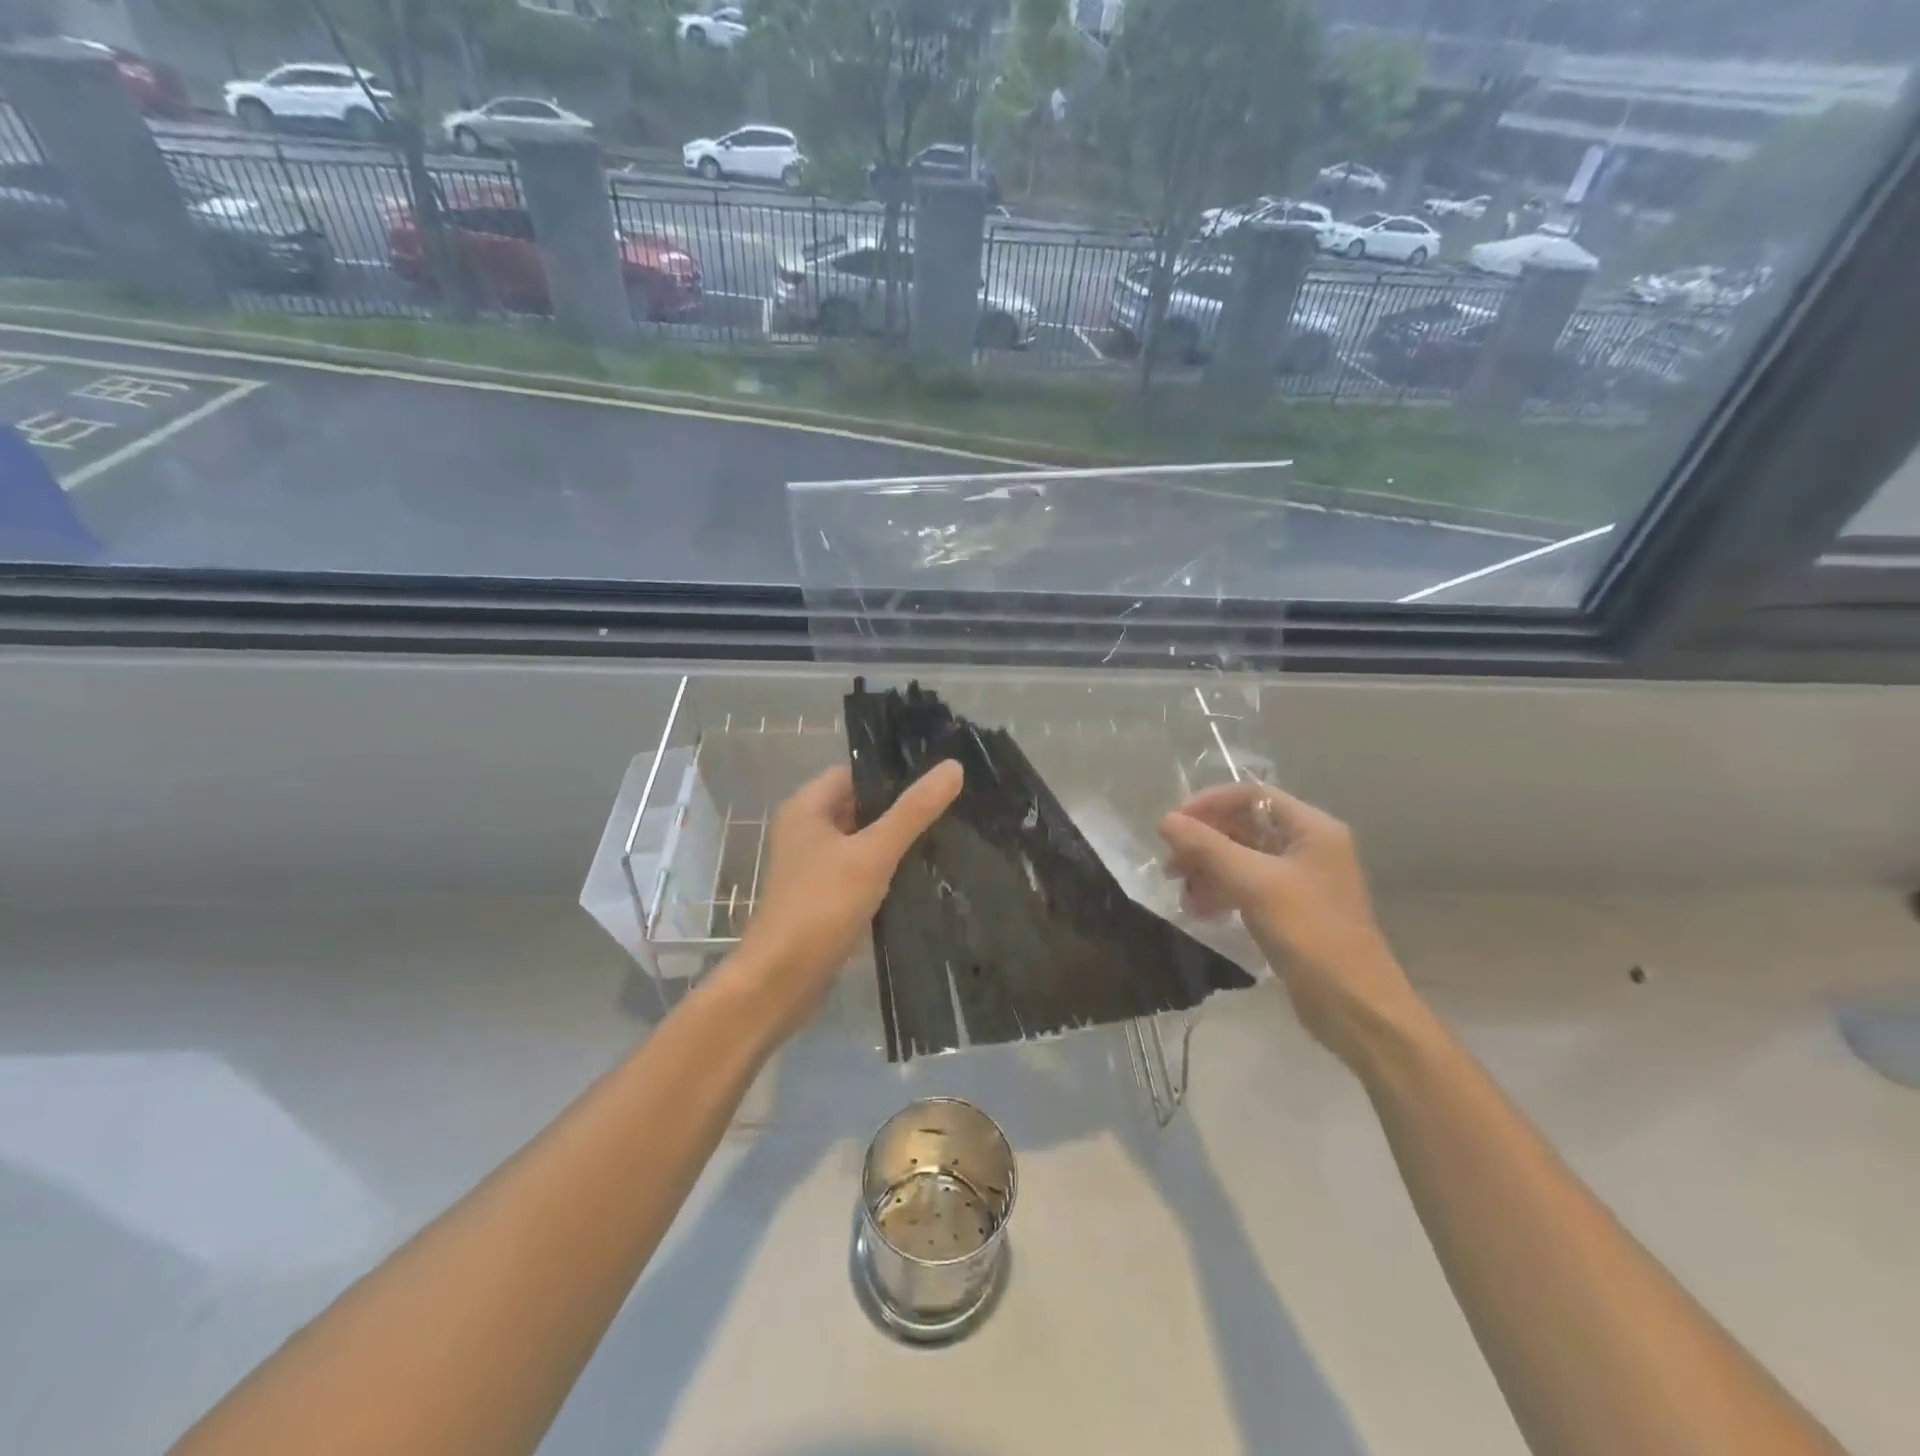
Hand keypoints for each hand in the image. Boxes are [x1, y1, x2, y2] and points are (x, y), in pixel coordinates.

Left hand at [732, 760, 963, 1039]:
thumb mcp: (872, 854)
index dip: (893, 772)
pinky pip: (860, 872)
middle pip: (860, 806)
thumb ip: (913, 811)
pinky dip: (886, 870)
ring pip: (862, 841)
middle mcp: (805, 831)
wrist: (781, 981)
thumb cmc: (821, 906)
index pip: (855, 773)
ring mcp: (813, 867)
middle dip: (900, 808)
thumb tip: (953, 767)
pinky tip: (922, 874)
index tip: (937, 774)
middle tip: (952, 804)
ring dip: (895, 841)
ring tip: (946, 834)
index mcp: (806, 808)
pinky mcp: (824, 898)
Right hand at [1159, 782, 1419, 1070]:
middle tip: (1171, 865)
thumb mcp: (1254, 884)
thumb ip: (1207, 847)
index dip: (1209, 804)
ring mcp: (1301, 880)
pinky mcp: (1291, 910)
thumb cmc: (1310, 934)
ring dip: (1208, 870)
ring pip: (1242, 859)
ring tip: (1182, 893)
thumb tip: (1165, 820)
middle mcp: (1308, 847)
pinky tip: (1200, 911)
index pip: (1251, 796)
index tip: (1173, 825)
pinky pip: (1247, 887)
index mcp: (1312, 829)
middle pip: (1244, 826)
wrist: (1355, 1007)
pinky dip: (1221, 892)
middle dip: (1204, 842)